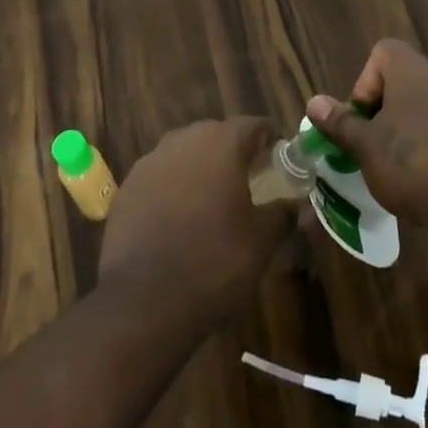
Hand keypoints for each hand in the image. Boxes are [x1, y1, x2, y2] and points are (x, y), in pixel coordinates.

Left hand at [97, 117, 293, 328]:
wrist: (142, 302)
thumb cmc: (214, 262)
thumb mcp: (261, 242)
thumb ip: (283, 214)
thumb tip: (300, 206)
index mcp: (221, 143)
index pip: (253, 125)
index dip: (270, 138)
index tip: (281, 157)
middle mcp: (184, 141)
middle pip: (216, 134)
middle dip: (234, 151)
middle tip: (250, 178)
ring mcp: (150, 162)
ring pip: (184, 153)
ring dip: (201, 167)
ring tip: (213, 198)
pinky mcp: (127, 188)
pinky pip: (159, 177)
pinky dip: (173, 188)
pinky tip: (179, 218)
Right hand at [305, 40, 427, 222]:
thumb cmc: (410, 161)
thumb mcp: (365, 145)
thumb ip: (340, 122)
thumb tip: (314, 102)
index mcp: (412, 71)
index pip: (383, 52)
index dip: (365, 81)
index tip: (361, 117)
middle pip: (402, 82)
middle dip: (382, 112)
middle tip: (371, 146)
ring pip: (424, 109)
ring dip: (406, 132)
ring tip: (395, 168)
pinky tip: (424, 181)